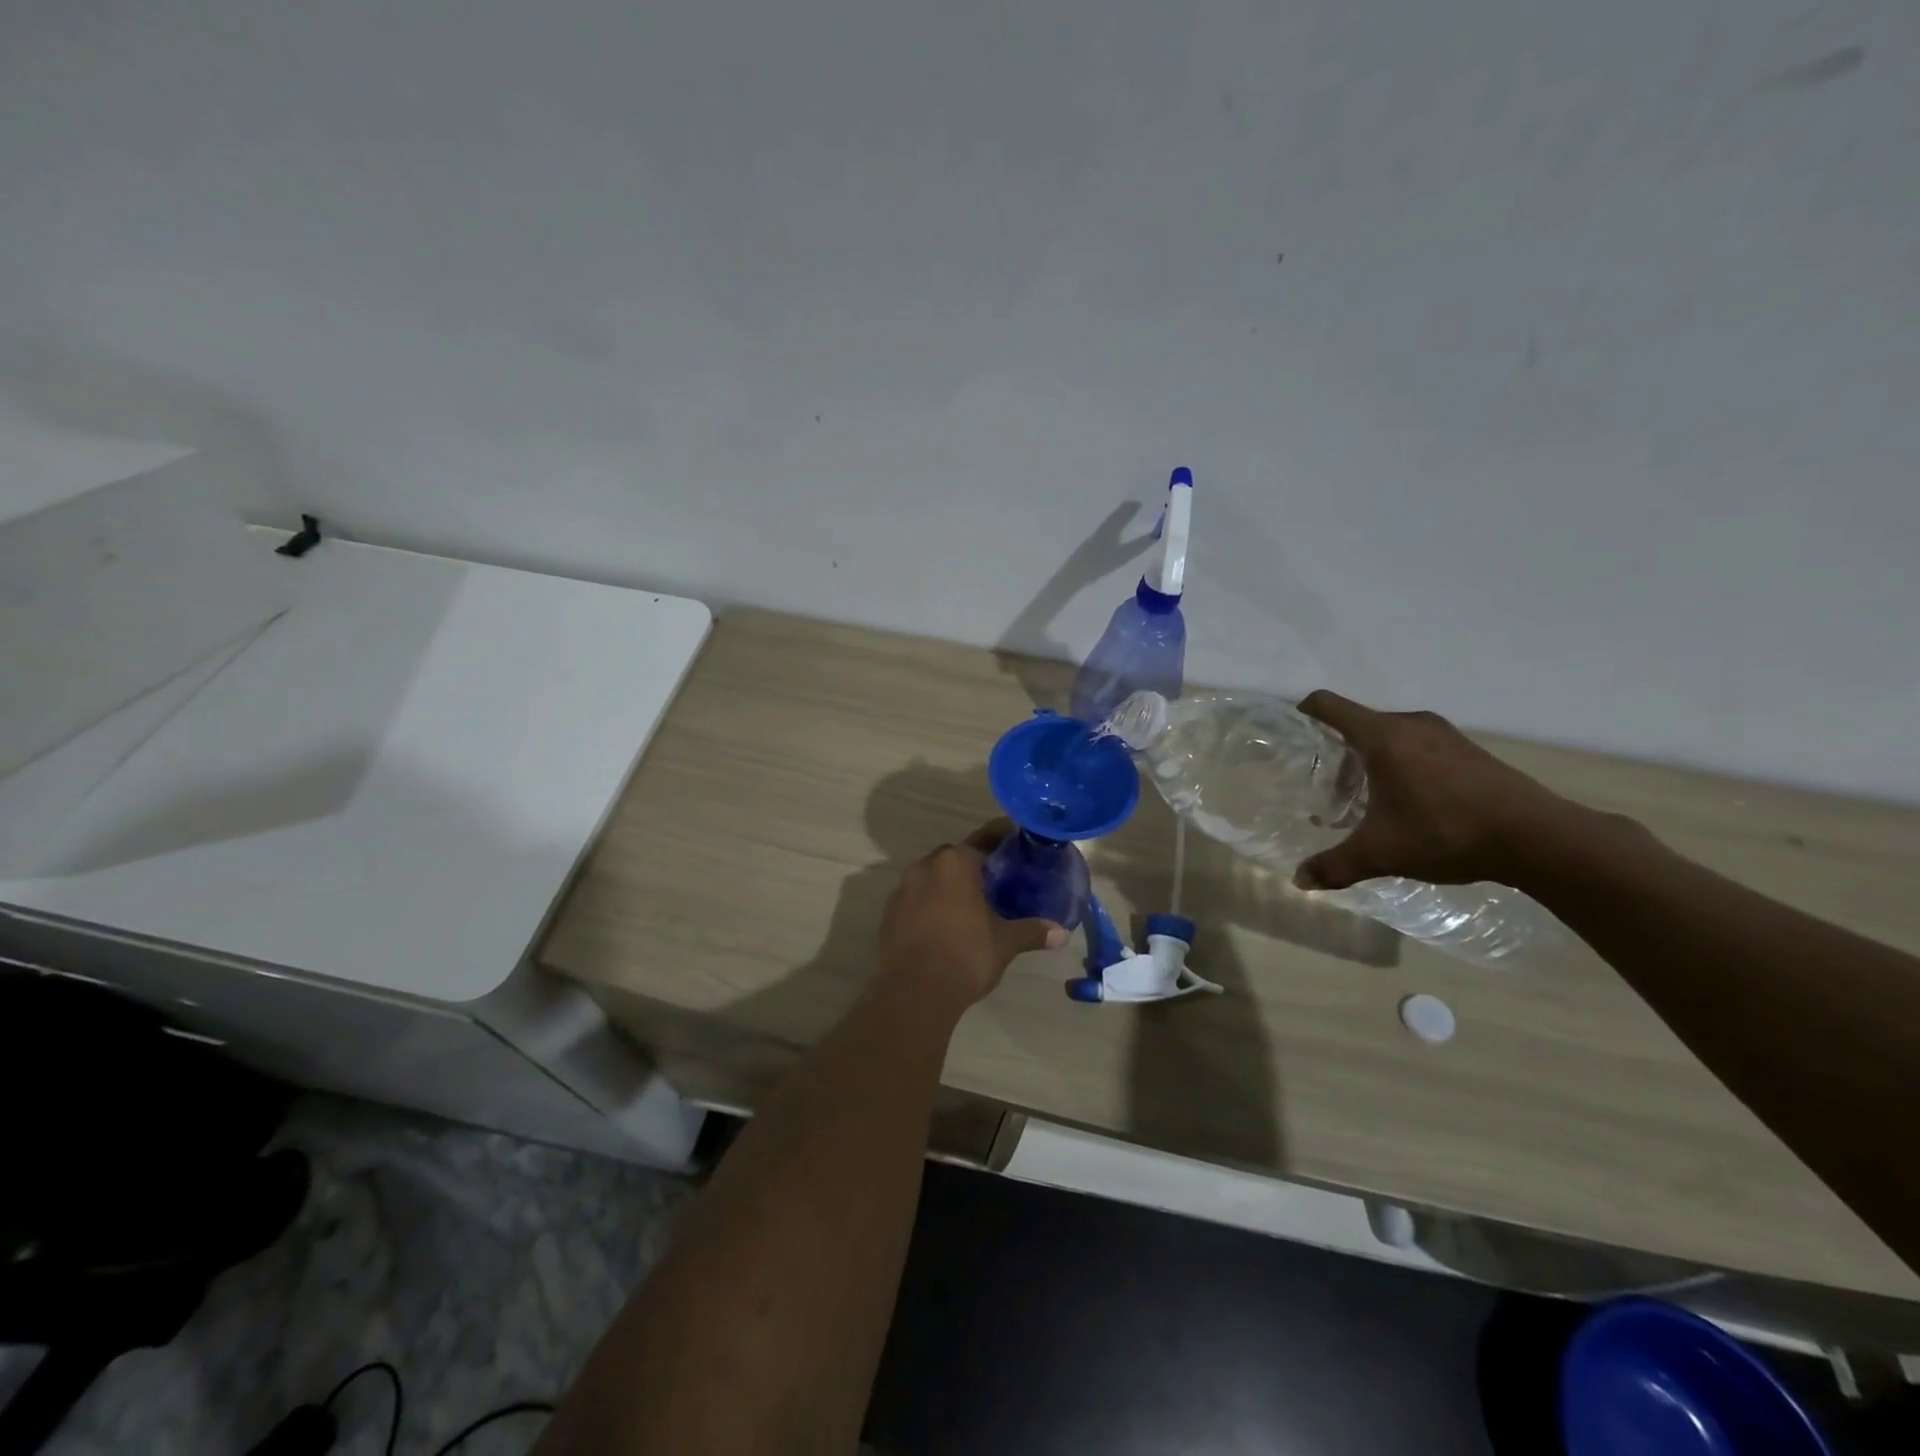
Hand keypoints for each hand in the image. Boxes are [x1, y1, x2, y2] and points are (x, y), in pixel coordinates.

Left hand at [878, 820, 1067, 1008]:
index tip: (1015, 838)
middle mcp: (926, 867)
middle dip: (973, 864)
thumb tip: (1062, 933)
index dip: (1001, 836)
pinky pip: (916, 899)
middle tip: (996, 878)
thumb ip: (1031, 932)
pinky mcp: (889, 914)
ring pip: (932, 877)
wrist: (913, 991)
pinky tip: (946, 924)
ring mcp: (902, 890)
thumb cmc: (965, 955)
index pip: (984, 839)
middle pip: (954, 856)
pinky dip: (931, 904)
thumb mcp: (1004, 943)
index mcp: (955, 864)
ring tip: (972, 903)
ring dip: (949, 885)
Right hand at [1292, 691, 1578, 891]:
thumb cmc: (1446, 833)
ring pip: (1390, 734)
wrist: (1538, 837)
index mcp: (1382, 736)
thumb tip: (1299, 881)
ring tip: (1367, 797)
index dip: (1304, 712)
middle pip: (1358, 722)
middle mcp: (1411, 724)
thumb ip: (1335, 865)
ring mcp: (1444, 734)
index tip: (1292, 734)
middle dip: (1337, 750)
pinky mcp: (1468, 749)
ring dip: (1371, 758)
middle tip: (1328, 787)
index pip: (1329, 705)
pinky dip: (1402, 763)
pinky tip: (1410, 801)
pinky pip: (1418, 744)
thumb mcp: (1381, 853)